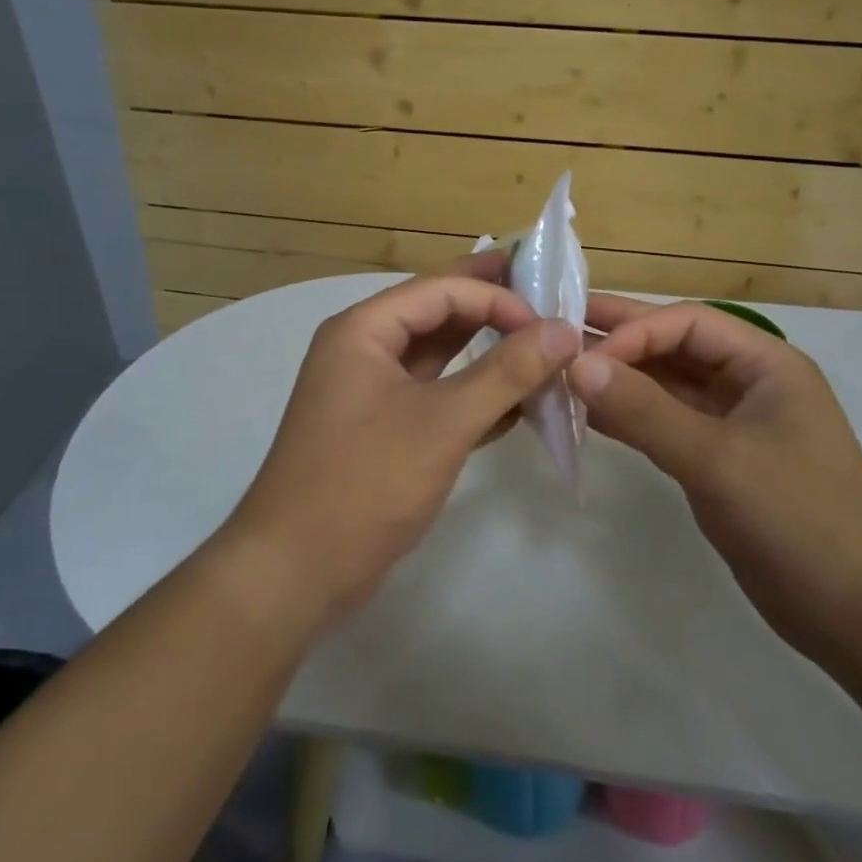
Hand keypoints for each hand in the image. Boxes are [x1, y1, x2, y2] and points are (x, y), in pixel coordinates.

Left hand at [230, 262, 581, 626]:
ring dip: (487, 354)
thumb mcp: (443, 422)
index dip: (497, 296)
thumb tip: (565, 330)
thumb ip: (507, 372)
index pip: (440, 290)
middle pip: (437, 314)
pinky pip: (434, 395)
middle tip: (548, 301)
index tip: (550, 321)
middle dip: (492, 308)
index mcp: (363, 330)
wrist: (297, 571)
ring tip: (542, 351)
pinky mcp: (382, 429)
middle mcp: (363, 350)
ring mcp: (371, 392)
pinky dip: (473, 395)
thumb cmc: (366, 483)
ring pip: (438, 357)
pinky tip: (517, 406)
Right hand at [571, 295, 861, 669]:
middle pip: (675, 347)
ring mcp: (733, 424)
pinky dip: (629, 418)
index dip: (634, 331)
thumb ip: (645, 411)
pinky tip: (588, 416)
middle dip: (619, 340)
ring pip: (666, 386)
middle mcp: (748, 384)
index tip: (582, 357)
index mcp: (766, 364)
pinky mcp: (718, 462)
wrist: (859, 614)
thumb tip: (576, 365)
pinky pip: (665, 424)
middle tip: (556, 331)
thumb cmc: (799, 520)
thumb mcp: (718, 460)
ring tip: (560, 373)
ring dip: (619, 380)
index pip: (688, 323)